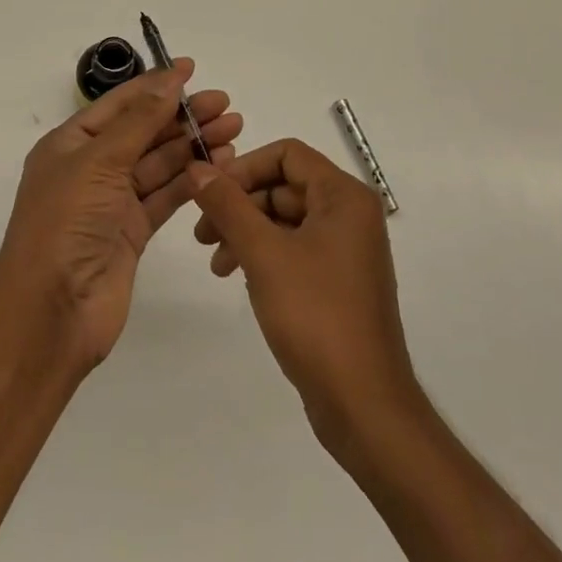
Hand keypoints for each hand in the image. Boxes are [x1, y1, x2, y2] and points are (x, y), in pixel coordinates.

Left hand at [0, 60, 241, 375]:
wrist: (51, 313)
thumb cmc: (65, 223)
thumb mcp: (99, 161)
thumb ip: (139, 121)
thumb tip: (169, 79)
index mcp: (71, 143)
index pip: (120, 103)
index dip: (155, 84)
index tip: (191, 68)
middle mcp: (91, 167)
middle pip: (144, 131)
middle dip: (182, 115)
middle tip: (225, 103)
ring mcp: (113, 200)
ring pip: (159, 162)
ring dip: (192, 144)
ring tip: (233, 129)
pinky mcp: (133, 231)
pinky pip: (166, 195)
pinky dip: (191, 179)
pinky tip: (219, 165)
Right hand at [186, 140, 415, 452]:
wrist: (364, 407)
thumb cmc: (316, 316)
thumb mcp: (263, 254)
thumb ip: (228, 205)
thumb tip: (197, 168)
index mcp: (344, 197)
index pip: (287, 154)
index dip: (244, 167)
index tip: (210, 192)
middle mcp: (350, 215)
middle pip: (284, 186)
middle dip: (240, 205)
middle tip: (202, 232)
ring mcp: (346, 250)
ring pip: (285, 219)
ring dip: (246, 232)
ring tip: (215, 263)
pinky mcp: (337, 282)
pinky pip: (294, 249)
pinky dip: (263, 255)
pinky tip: (238, 277)